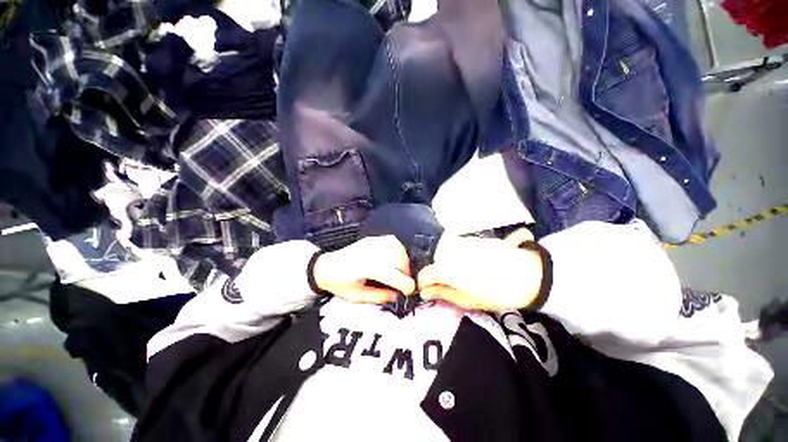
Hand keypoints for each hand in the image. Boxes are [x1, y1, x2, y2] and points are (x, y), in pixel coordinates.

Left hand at [313, 235, 415, 303]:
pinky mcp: (372, 239)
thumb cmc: (339, 283)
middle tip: (404, 281)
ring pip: (396, 247)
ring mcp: (372, 243)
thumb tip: (398, 296)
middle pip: (398, 257)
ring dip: (403, 259)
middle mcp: (371, 252)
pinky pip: (391, 241)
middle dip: (405, 271)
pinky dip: (397, 249)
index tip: (410, 291)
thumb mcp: (357, 296)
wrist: (326, 266)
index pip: (392, 274)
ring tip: (399, 270)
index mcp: (366, 267)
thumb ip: (380, 296)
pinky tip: (394, 258)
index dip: (405, 283)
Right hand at [417, 229, 542, 310]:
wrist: (527, 275)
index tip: (425, 291)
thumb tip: (424, 292)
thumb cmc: (496, 293)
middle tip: (443, 290)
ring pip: (445, 259)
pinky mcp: (471, 243)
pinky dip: (456, 262)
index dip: (422, 283)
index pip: (425, 274)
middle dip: (435, 278)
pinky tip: (468, 270)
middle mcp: (451, 254)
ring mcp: (461, 246)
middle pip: (435, 266)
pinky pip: (456, 253)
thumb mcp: (467, 299)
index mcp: (448, 269)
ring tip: (458, 281)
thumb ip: (443, 293)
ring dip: (446, 270)